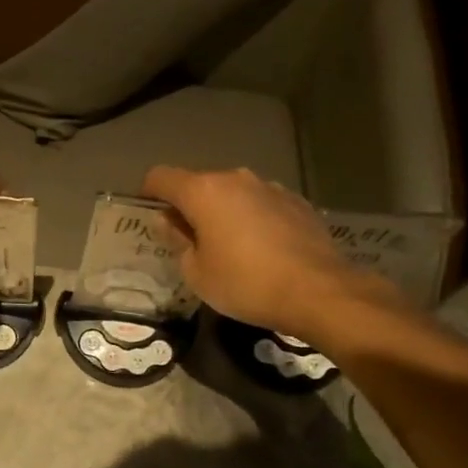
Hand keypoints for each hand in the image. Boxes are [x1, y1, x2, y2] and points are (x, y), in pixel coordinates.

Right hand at [141, 166, 407, 336]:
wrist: (319, 291)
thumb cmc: (246, 284)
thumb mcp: (197, 272)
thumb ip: (177, 241)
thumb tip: (168, 221)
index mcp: (203, 191)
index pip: (161, 177)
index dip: (149, 193)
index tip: (150, 215)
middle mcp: (235, 179)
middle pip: (198, 184)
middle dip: (189, 206)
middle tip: (189, 241)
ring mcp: (270, 187)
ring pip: (232, 193)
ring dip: (223, 211)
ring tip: (229, 246)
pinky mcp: (297, 201)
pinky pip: (261, 204)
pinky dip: (252, 218)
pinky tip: (262, 249)